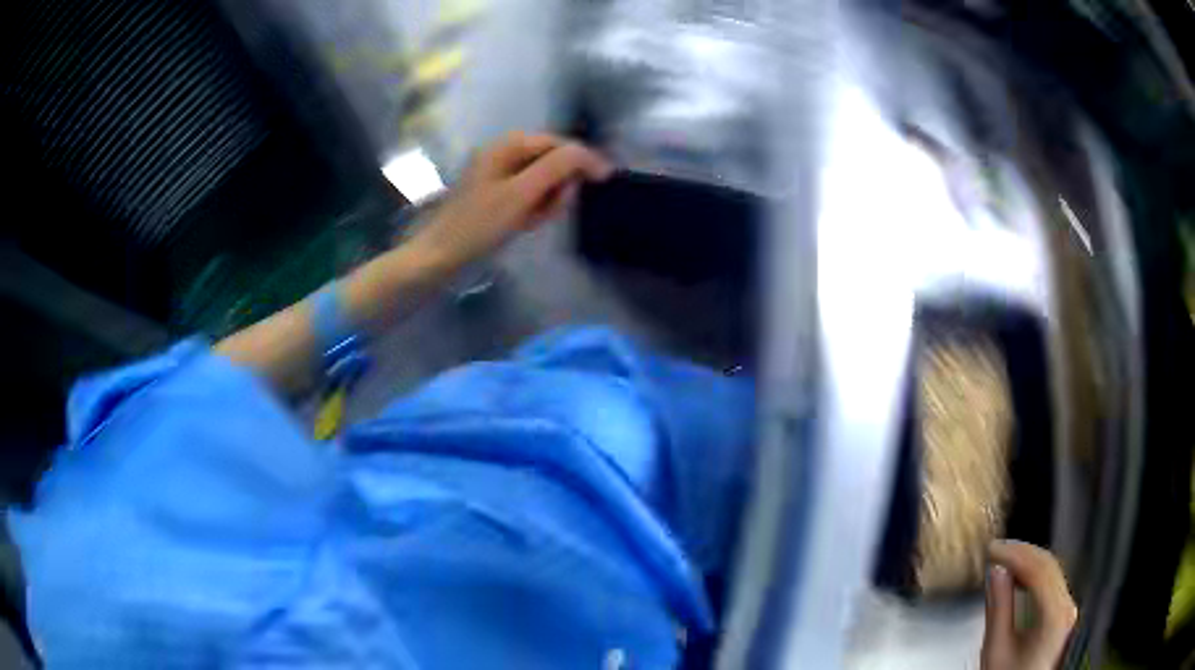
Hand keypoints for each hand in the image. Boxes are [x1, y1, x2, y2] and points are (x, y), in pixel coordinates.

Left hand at [413, 132, 613, 268]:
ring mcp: (498, 173)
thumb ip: (557, 168)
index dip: (584, 159)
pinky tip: (524, 224)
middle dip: (559, 185)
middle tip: (550, 211)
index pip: (559, 143)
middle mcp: (503, 151)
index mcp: (508, 145)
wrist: (439, 257)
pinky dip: (533, 208)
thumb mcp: (522, 194)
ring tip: (533, 221)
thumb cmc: (479, 224)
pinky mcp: (495, 194)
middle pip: (551, 160)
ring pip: (542, 180)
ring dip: (547, 199)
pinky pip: (528, 194)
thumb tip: (589, 154)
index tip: (606, 180)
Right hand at [981, 540, 1077, 669]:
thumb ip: (998, 609)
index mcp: (1055, 615)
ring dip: (1026, 561)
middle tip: (996, 550)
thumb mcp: (996, 649)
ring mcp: (1066, 609)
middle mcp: (1066, 607)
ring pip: (1051, 570)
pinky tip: (1017, 575)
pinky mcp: (1061, 612)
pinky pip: (1051, 581)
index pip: (1039, 570)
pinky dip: (1032, 573)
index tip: (993, 549)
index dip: (1015, 554)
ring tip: (1003, 559)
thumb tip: (996, 572)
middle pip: (1047, 566)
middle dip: (1021, 554)